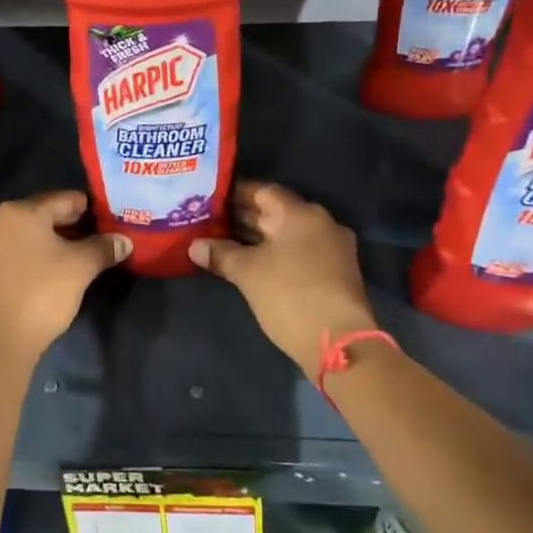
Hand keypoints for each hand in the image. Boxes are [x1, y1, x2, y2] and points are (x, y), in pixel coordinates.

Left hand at [0, 190, 129, 360]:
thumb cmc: (41, 293)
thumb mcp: (80, 267)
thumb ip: (103, 248)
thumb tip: (124, 241)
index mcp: (21, 211)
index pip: (65, 199)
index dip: (91, 209)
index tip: (110, 220)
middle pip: (46, 215)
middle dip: (73, 226)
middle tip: (100, 239)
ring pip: (31, 235)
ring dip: (56, 243)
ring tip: (81, 257)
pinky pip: (18, 252)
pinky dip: (38, 256)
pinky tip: (55, 272)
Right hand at [190, 182, 380, 381]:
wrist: (338, 341)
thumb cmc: (289, 295)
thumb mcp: (247, 273)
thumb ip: (220, 254)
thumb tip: (194, 246)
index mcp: (300, 213)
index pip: (263, 191)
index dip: (235, 194)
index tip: (211, 199)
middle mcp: (320, 222)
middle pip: (277, 212)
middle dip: (244, 216)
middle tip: (212, 221)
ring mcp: (332, 247)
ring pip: (288, 233)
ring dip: (259, 237)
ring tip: (226, 241)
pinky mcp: (335, 271)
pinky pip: (300, 251)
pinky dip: (277, 252)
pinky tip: (254, 263)